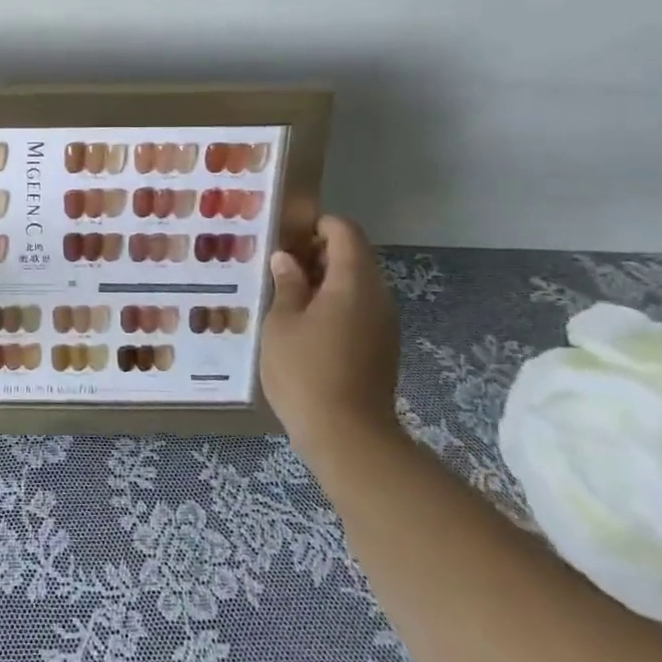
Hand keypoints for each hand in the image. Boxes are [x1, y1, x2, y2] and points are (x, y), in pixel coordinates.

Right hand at [259, 215, 400, 462]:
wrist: (348, 437)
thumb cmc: (305, 372)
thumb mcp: (282, 323)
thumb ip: (287, 285)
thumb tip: (286, 259)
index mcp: (353, 282)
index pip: (345, 232)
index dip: (317, 224)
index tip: (285, 234)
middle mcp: (377, 297)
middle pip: (354, 256)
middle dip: (317, 252)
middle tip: (278, 264)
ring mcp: (383, 324)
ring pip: (357, 284)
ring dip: (324, 280)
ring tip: (285, 293)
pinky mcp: (382, 348)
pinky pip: (359, 309)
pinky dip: (334, 303)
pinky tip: (303, 323)